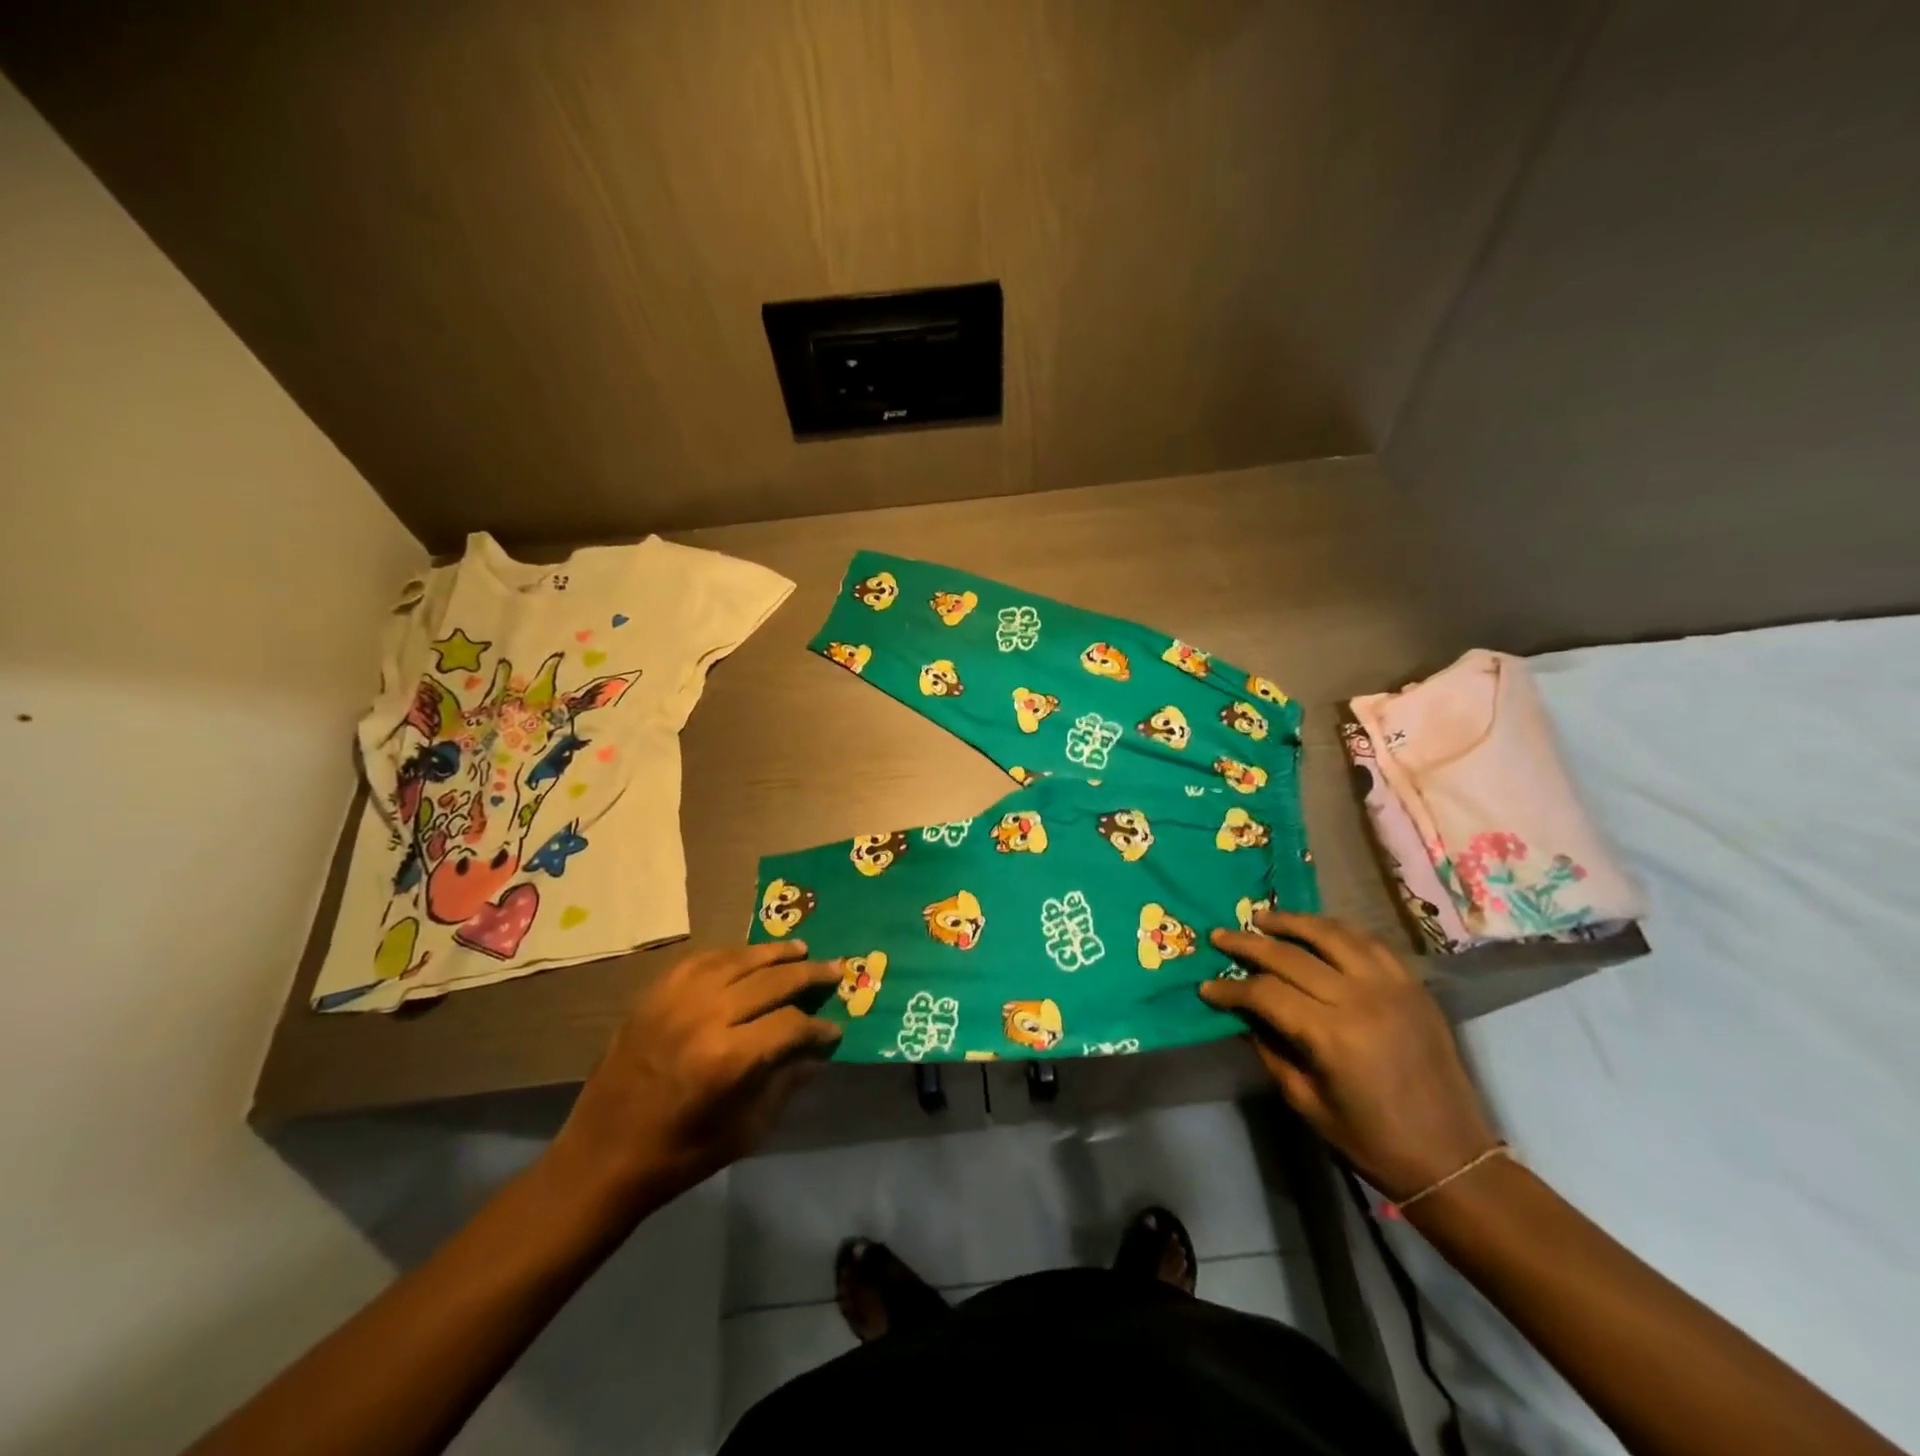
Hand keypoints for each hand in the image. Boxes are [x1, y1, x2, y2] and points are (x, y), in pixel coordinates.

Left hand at [545, 941, 843, 1219]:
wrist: (599, 1159)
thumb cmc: (678, 1156)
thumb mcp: (744, 1131)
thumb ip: (785, 1084)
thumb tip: (817, 1053)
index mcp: (728, 1058)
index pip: (790, 1024)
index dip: (818, 1027)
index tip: (835, 1030)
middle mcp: (704, 1016)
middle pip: (770, 980)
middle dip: (809, 974)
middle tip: (836, 969)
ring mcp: (675, 1000)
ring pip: (738, 960)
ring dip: (774, 953)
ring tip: (800, 949)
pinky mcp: (653, 995)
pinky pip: (701, 960)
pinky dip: (731, 955)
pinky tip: (749, 955)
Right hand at [1201, 911, 1496, 1199]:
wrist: (1453, 1159)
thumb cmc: (1371, 1140)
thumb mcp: (1306, 1102)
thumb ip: (1270, 1050)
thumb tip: (1242, 1015)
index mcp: (1331, 1035)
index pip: (1266, 993)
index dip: (1231, 989)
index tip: (1207, 986)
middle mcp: (1360, 999)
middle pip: (1291, 955)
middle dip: (1248, 944)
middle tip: (1220, 936)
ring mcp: (1391, 986)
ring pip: (1330, 934)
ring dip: (1291, 922)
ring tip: (1262, 918)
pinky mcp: (1412, 986)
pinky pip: (1368, 942)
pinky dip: (1336, 930)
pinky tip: (1315, 931)